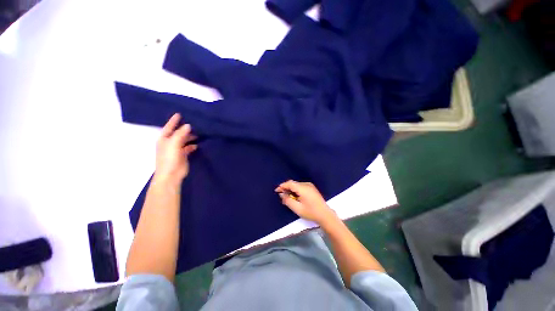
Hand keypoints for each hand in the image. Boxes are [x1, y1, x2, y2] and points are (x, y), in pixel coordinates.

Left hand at [154, 113, 196, 185]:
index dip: (174, 121)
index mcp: (164, 139)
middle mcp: (169, 143)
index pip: (169, 127)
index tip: (179, 114)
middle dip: (185, 129)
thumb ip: (181, 134)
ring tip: (198, 133)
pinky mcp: (183, 155)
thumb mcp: (174, 144)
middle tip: (194, 123)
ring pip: (184, 140)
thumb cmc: (169, 158)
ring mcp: (176, 149)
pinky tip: (197, 144)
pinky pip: (188, 147)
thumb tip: (188, 125)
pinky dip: (192, 145)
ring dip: (190, 137)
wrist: (171, 174)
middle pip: (178, 133)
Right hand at [275, 180, 336, 224]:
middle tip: (282, 196)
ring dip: (291, 189)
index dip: (282, 186)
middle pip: (293, 183)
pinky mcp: (312, 188)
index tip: (276, 191)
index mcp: (303, 188)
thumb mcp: (297, 208)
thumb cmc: (311, 212)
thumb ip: (287, 200)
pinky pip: (301, 186)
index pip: (290, 183)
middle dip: (286, 188)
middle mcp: (306, 184)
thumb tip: (282, 194)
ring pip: (296, 185)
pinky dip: (296, 190)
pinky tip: (295, 197)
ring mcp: (310, 186)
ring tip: (288, 198)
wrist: (325, 215)